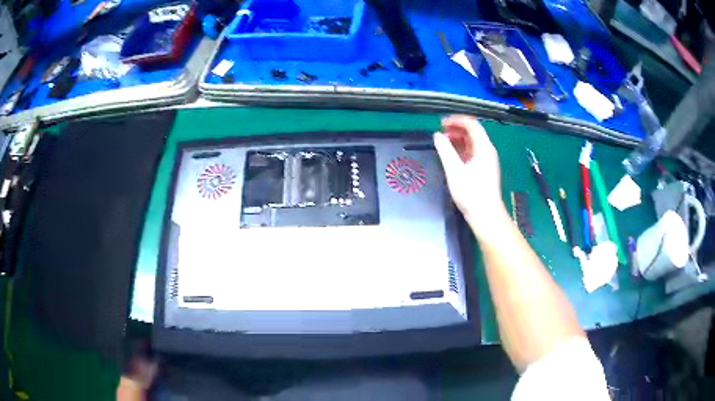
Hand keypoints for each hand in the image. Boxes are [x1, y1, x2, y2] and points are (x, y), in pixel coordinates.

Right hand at [433, 115, 505, 234]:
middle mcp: (488, 151)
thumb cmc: (471, 192)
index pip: (472, 125)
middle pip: (473, 132)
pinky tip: (451, 154)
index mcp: (484, 148)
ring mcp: (487, 160)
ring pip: (473, 142)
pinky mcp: (484, 169)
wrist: (485, 215)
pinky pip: (472, 152)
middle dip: (457, 128)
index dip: (457, 120)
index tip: (441, 122)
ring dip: (458, 138)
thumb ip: (445, 150)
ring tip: (443, 141)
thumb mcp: (454, 170)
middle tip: (440, 131)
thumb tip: (437, 135)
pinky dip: (461, 149)